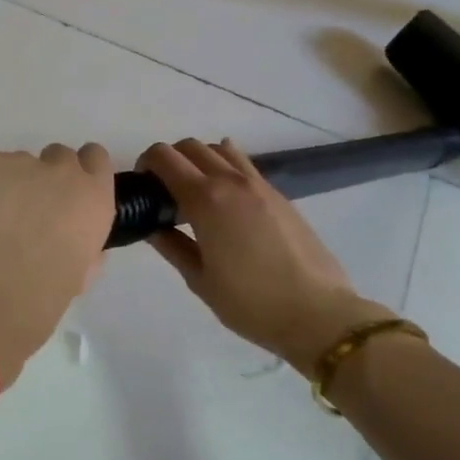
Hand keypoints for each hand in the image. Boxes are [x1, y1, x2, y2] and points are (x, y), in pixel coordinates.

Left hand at [0, 144, 115, 380]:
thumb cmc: (39, 302)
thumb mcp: (78, 276)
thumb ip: (82, 245)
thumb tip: (69, 239)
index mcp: (94, 199)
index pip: (95, 159)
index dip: (80, 174)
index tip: (64, 196)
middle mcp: (61, 172)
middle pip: (57, 156)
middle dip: (44, 179)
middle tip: (25, 212)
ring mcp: (19, 163)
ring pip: (17, 164)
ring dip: (8, 185)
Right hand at [137, 138, 396, 375]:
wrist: (317, 312)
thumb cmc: (250, 303)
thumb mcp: (200, 280)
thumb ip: (172, 246)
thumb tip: (153, 226)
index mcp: (205, 200)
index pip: (164, 157)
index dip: (146, 164)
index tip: (141, 186)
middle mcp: (231, 181)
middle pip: (191, 146)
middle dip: (170, 160)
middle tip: (163, 192)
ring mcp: (259, 184)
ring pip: (220, 149)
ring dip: (199, 160)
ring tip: (195, 192)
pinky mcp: (278, 194)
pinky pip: (243, 164)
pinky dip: (225, 167)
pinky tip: (224, 197)